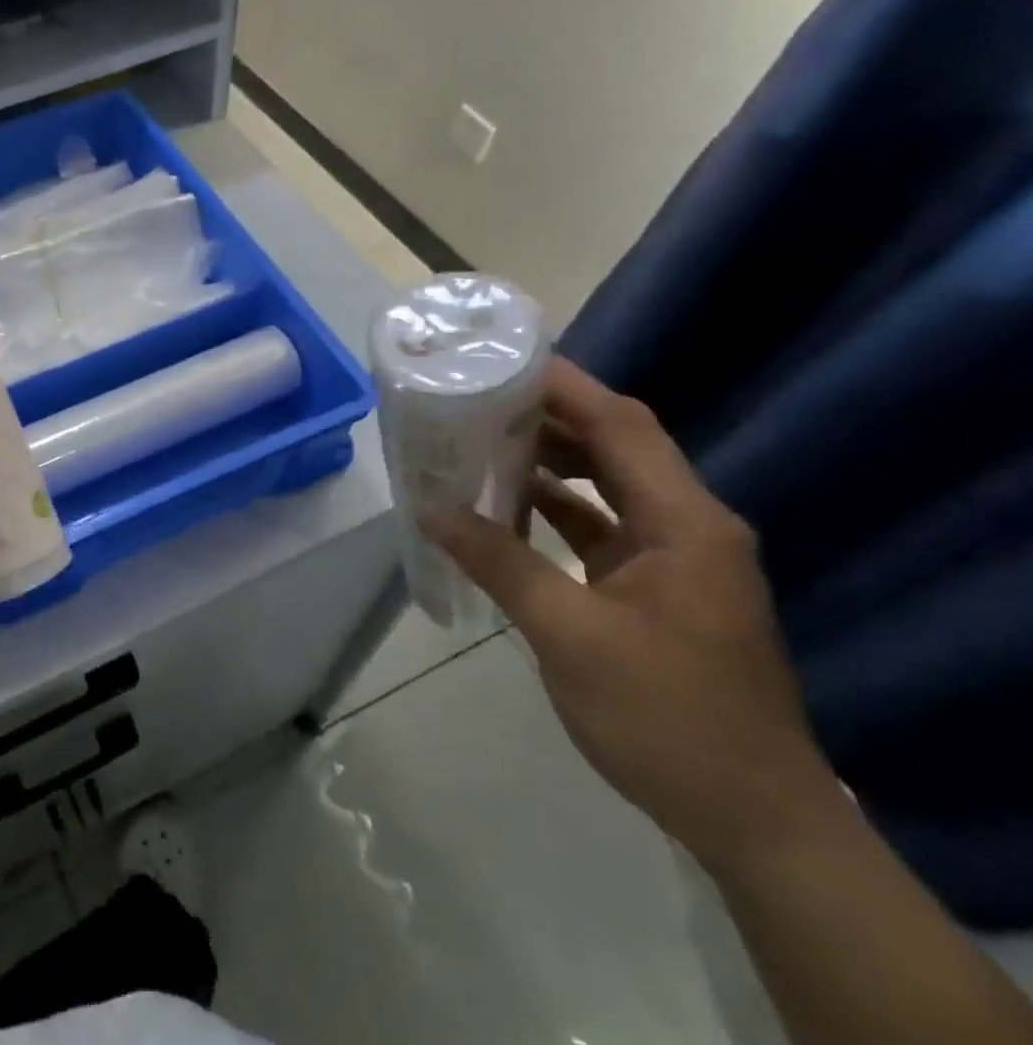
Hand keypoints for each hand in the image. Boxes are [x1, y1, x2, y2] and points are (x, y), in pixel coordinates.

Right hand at [423, 357, 836, 866]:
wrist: (752, 820)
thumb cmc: (666, 717)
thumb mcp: (569, 635)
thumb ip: (499, 562)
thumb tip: (431, 510)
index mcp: (685, 523)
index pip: (622, 425)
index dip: (564, 386)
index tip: (497, 361)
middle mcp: (687, 526)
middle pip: (614, 446)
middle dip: (545, 417)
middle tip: (472, 398)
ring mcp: (674, 558)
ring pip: (605, 484)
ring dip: (546, 462)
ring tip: (478, 442)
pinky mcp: (656, 587)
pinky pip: (599, 526)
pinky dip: (553, 509)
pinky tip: (503, 507)